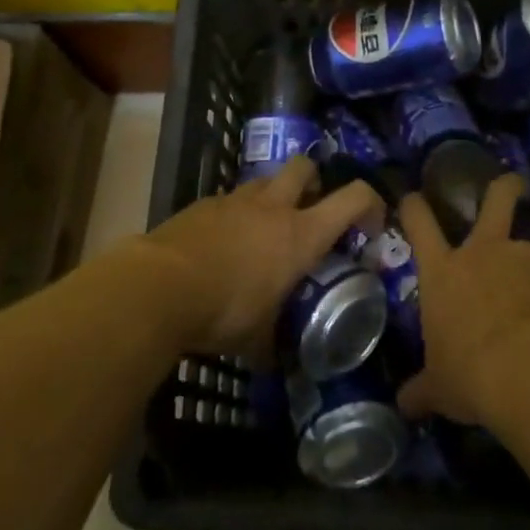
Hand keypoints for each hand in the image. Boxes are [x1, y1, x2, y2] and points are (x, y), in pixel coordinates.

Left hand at [135, 155, 381, 356]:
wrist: (158, 287)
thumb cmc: (223, 311)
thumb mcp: (257, 339)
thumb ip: (272, 345)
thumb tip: (275, 362)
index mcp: (301, 235)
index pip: (354, 197)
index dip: (371, 203)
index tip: (370, 226)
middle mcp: (273, 208)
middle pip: (305, 167)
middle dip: (314, 181)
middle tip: (309, 210)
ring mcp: (234, 201)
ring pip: (264, 180)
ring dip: (271, 197)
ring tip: (263, 228)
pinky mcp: (201, 205)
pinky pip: (227, 200)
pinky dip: (233, 215)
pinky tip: (221, 244)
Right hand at [396, 175, 529, 425]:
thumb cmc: (470, 374)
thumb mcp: (439, 388)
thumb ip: (422, 390)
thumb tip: (404, 405)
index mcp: (442, 272)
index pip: (419, 223)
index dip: (414, 206)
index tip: (413, 197)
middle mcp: (481, 252)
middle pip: (494, 200)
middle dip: (503, 187)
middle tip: (511, 182)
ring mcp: (521, 256)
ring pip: (527, 243)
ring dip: (529, 261)